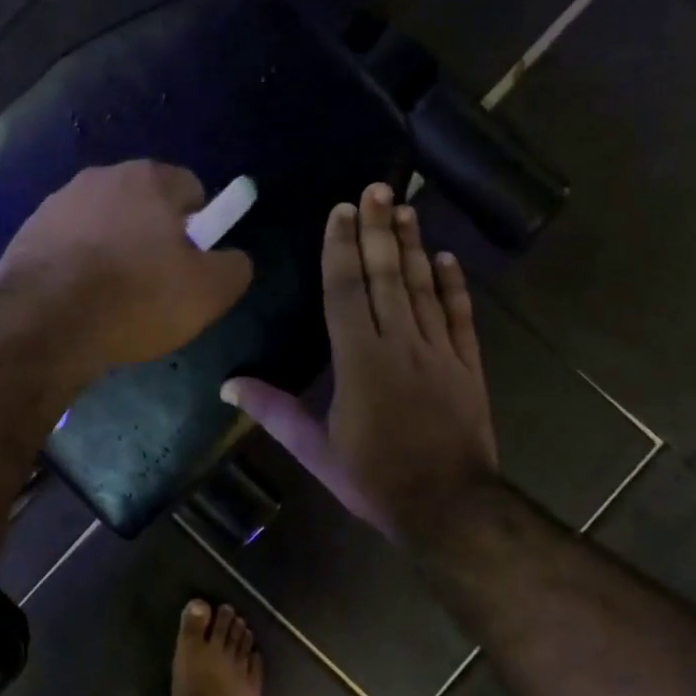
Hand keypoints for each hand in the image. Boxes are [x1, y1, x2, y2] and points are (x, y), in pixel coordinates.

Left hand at [0, 161, 253, 377]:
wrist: (43, 325)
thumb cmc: (135, 300)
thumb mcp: (209, 292)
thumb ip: (234, 267)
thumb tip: (231, 258)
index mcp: (148, 178)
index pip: (190, 190)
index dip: (198, 229)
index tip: (189, 267)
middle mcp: (100, 177)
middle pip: (143, 205)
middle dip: (152, 238)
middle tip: (153, 287)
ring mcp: (56, 203)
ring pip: (102, 225)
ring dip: (112, 251)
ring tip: (110, 300)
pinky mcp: (26, 233)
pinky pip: (67, 246)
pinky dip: (76, 266)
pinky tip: (77, 302)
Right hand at [223, 183, 498, 546]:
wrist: (448, 507)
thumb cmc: (373, 478)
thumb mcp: (315, 450)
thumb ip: (274, 411)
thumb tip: (228, 385)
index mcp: (359, 361)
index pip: (346, 292)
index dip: (342, 249)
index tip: (341, 211)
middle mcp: (401, 345)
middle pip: (387, 277)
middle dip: (379, 230)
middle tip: (378, 189)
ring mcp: (440, 352)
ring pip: (424, 288)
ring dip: (413, 247)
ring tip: (407, 209)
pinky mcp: (468, 366)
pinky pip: (461, 317)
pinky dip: (454, 286)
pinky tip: (447, 259)